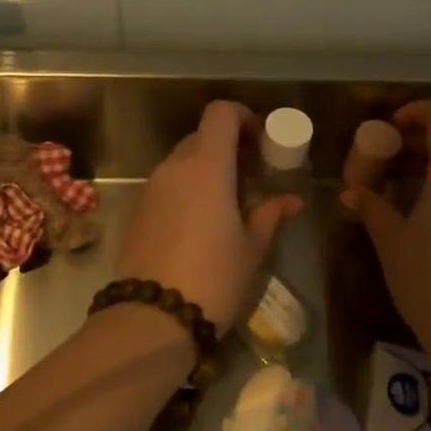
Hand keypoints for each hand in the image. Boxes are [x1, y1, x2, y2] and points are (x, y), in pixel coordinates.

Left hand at [112, 101, 301, 327]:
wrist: (151, 317)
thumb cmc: (213, 278)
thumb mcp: (251, 248)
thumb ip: (270, 214)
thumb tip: (292, 200)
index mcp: (207, 166)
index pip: (220, 113)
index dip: (242, 117)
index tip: (261, 141)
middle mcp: (175, 167)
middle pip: (201, 136)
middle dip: (228, 147)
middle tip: (251, 175)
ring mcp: (152, 188)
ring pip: (182, 161)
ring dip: (207, 169)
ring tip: (229, 202)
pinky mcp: (138, 210)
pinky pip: (168, 184)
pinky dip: (187, 189)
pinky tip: (202, 222)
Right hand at [342, 101, 430, 346]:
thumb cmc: (430, 277)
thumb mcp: (392, 240)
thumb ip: (373, 207)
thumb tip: (354, 192)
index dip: (417, 112)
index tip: (388, 127)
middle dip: (416, 144)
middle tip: (382, 161)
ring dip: (430, 169)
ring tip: (396, 191)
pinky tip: (420, 217)